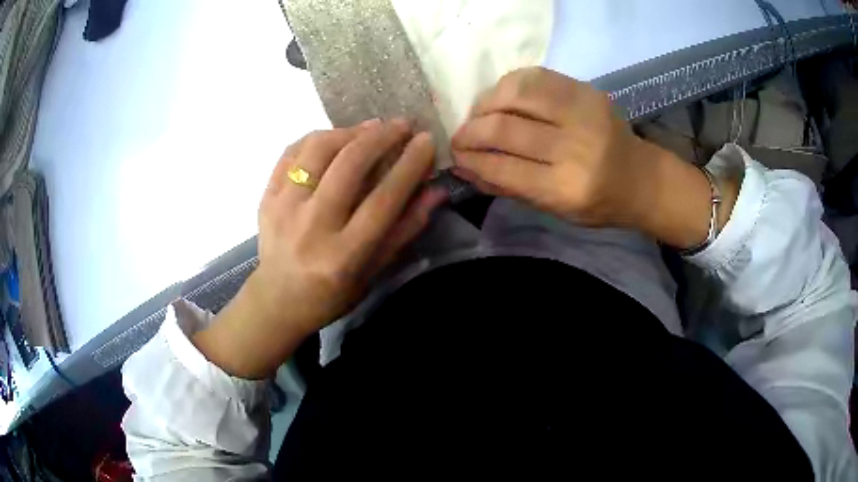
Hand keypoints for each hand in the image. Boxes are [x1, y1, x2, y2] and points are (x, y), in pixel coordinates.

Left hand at [193, 120, 446, 377]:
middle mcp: (311, 226)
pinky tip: (336, 137)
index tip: (426, 141)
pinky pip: (292, 151)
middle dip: (382, 136)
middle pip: (349, 165)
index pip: (383, 199)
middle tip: (402, 125)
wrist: (277, 300)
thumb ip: (405, 230)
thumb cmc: (332, 294)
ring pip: (318, 149)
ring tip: (371, 128)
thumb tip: (435, 191)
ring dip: (350, 131)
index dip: (409, 165)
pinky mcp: (266, 196)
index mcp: (343, 255)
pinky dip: (318, 138)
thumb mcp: (374, 272)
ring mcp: (283, 208)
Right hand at [451, 67, 735, 247]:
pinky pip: (534, 76)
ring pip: (516, 94)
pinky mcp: (586, 90)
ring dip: (486, 102)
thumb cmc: (599, 203)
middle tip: (460, 136)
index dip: (471, 159)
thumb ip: (509, 187)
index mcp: (568, 189)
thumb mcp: (555, 210)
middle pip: (505, 128)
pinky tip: (502, 98)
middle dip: (471, 131)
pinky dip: (509, 85)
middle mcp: (576, 148)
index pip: (504, 168)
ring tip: (479, 114)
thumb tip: (464, 167)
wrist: (642, 177)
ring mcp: (584, 113)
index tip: (454, 154)